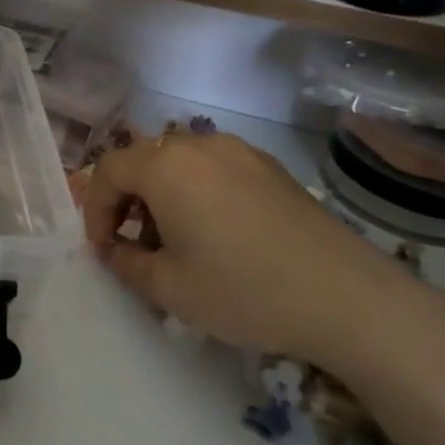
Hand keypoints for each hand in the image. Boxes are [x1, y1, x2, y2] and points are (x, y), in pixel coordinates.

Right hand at [83, 132, 420, 371]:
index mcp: (166, 167)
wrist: (349, 298)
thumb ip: (126, 262)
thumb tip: (116, 248)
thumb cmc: (244, 291)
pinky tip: (217, 234)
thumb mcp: (169, 288)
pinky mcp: (271, 168)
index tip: (103, 249)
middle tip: (133, 245)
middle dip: (127, 200)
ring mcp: (240, 152)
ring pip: (179, 163)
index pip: (108, 171)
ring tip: (175, 242)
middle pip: (142, 161)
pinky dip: (196, 192)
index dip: (95, 210)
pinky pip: (214, 169)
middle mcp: (199, 145)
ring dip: (161, 195)